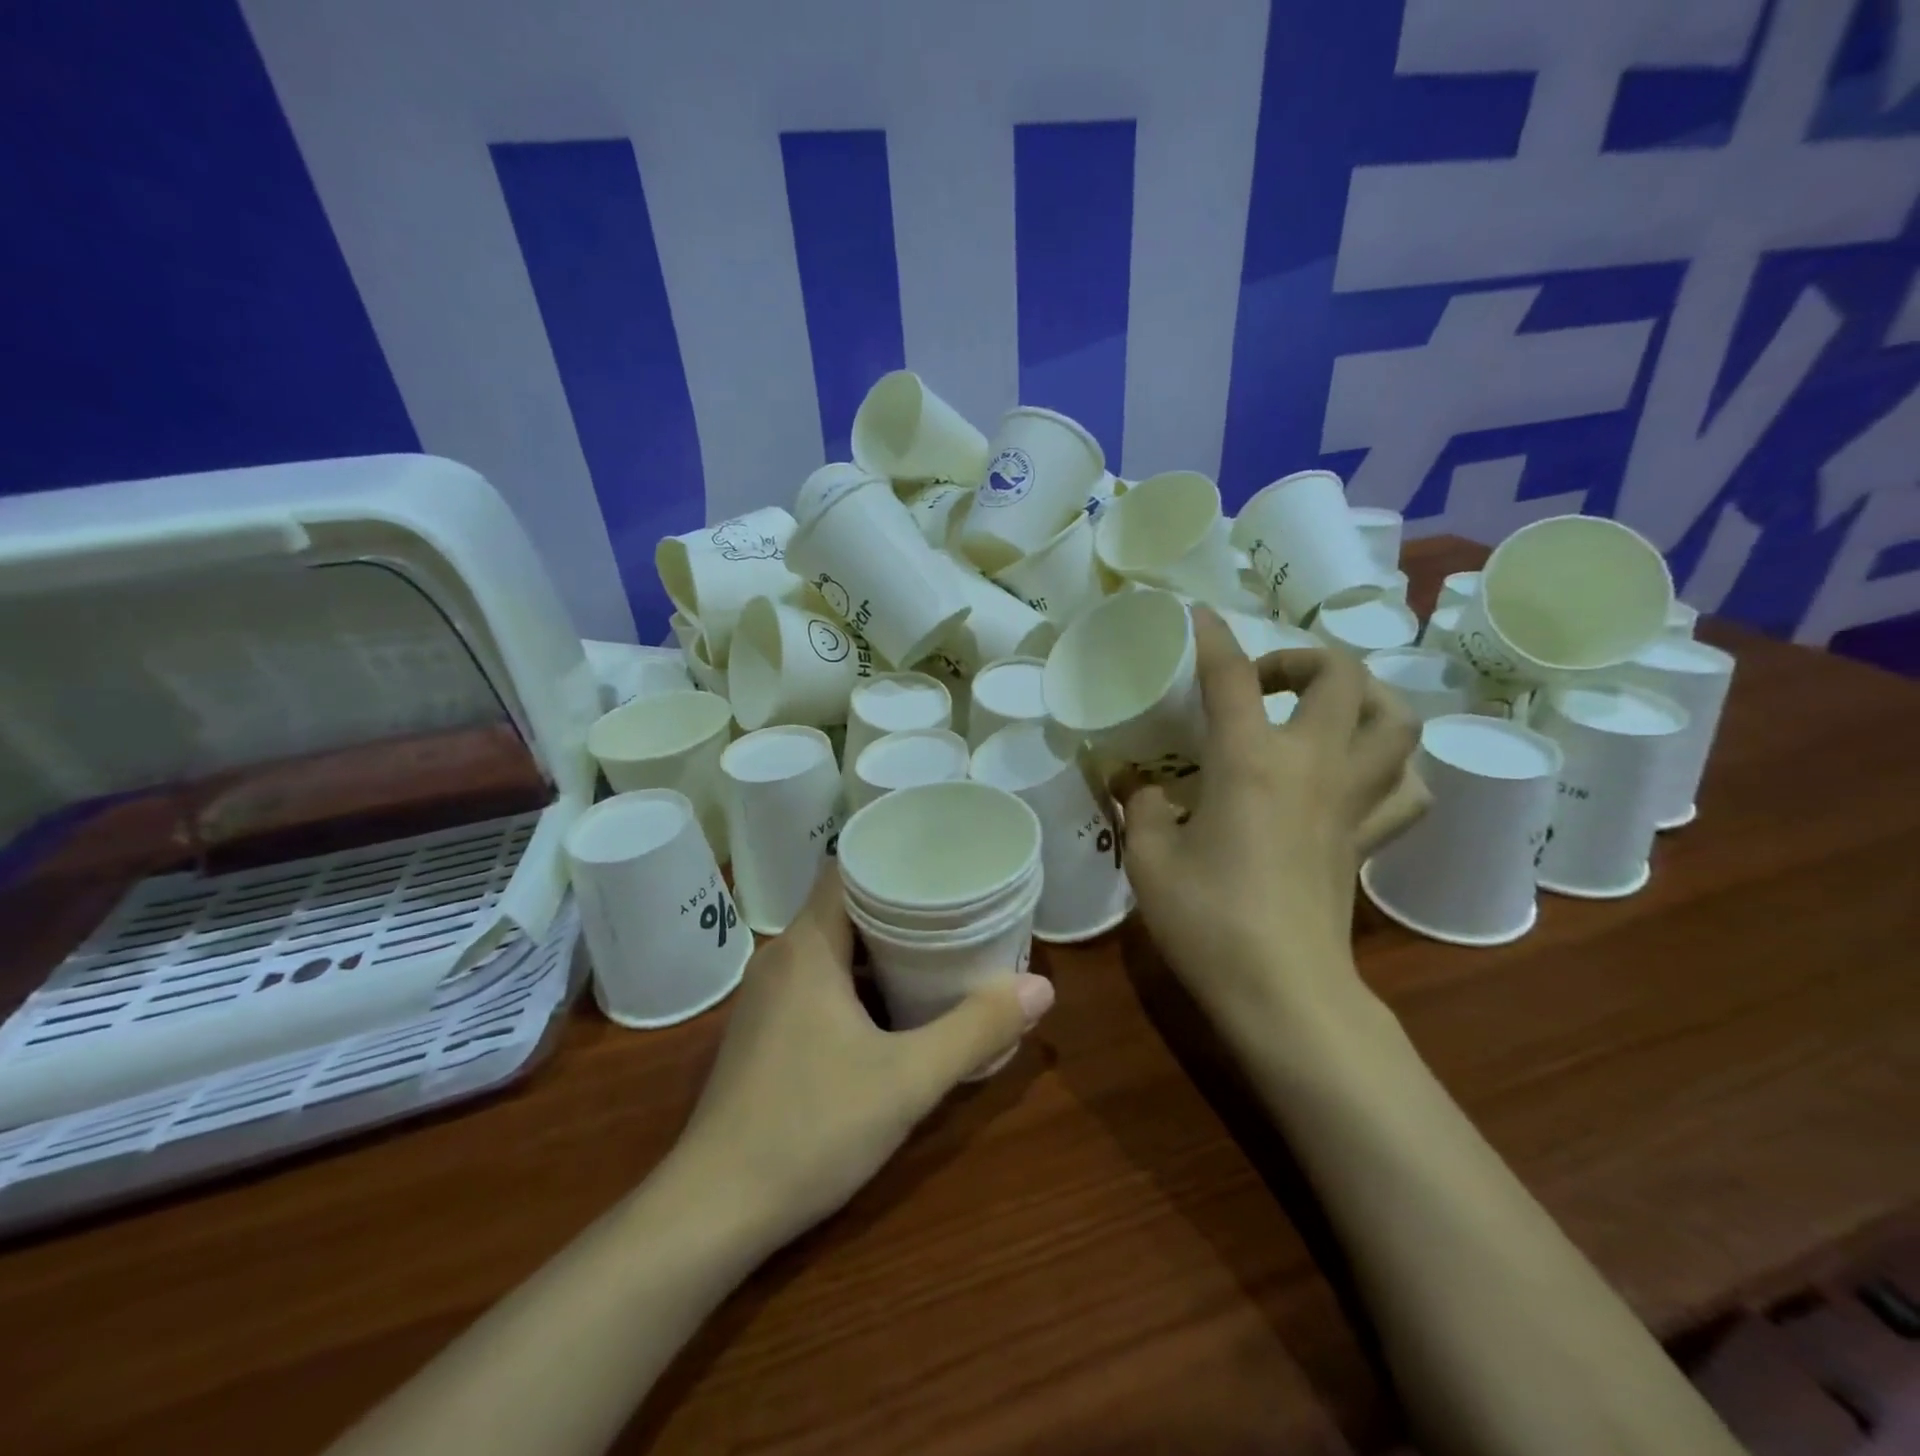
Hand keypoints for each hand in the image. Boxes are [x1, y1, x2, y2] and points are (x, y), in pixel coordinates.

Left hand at [672, 866, 1054, 1248]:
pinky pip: (818, 982)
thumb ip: (976, 1030)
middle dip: (901, 907)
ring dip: (880, 949)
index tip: (943, 866)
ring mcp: (767, 998)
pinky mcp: (764, 1033)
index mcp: (807, 947)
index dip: (893, 859)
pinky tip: (893, 1008)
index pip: (847, 869)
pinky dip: (857, 982)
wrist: (712, 1211)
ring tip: (938, 951)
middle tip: (958, 909)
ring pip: (832, 949)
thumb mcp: (908, 1080)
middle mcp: (781, 959)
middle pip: (845, 907)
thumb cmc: (811, 1128)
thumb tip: (1042, 987)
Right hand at [1115, 608, 1422, 1036]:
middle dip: (1302, 659)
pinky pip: (1406, 788)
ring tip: (1324, 710)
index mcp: (1250, 761)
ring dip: (1365, 699)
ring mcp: (1352, 801)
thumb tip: (1137, 784)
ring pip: (1397, 722)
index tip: (1197, 615)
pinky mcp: (1369, 839)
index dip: (1212, 636)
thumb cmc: (1208, 920)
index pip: (1232, 676)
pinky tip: (1360, 774)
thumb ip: (1141, 807)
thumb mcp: (1149, 859)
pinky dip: (1392, 768)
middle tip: (1264, 682)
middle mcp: (1312, 764)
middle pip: (1342, 675)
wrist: (1283, 992)